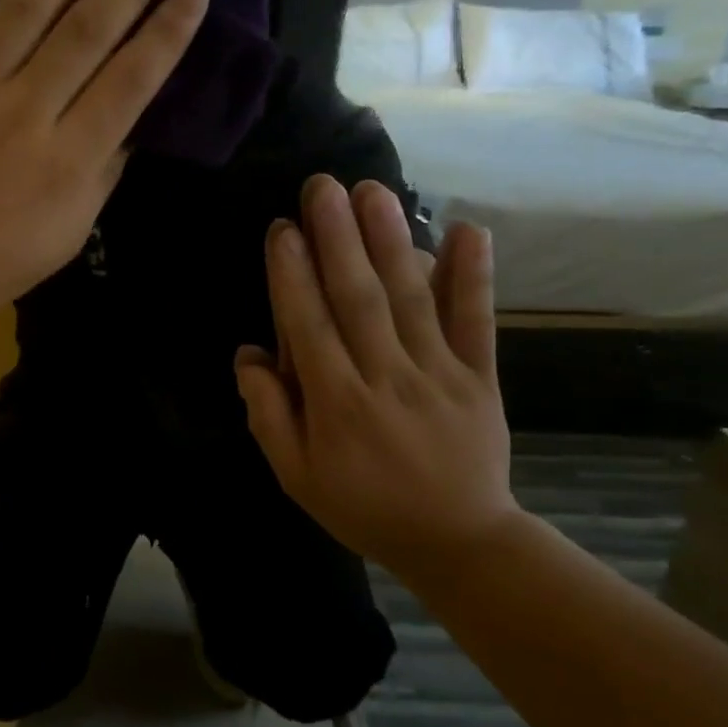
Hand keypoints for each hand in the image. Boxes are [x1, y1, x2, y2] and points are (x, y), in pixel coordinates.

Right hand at [234, 175, 522, 575]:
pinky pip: (475, 322)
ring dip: (391, 241)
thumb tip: (248, 354)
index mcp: (335, 404)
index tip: (283, 228)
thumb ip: (269, 414)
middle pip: (358, 298)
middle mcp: (384, 378)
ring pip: (410, 298)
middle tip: (322, 186)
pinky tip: (468, 230)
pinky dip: (473, 276)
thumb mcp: (295, 475)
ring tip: (374, 191)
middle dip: (337, 238)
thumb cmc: (362, 506)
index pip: (308, 325)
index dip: (293, 274)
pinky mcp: (479, 376)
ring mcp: (437, 374)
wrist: (456, 540)